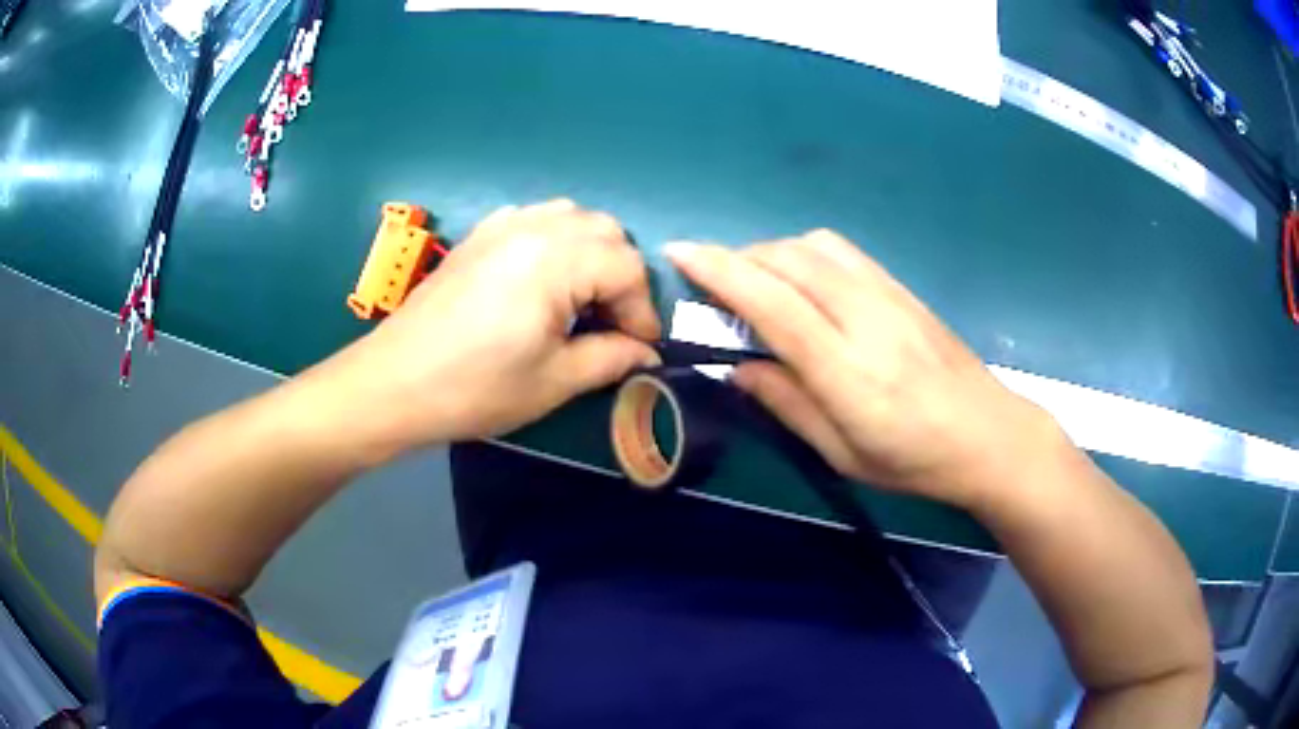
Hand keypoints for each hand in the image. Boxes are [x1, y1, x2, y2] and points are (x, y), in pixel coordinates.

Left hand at [325, 199, 661, 451]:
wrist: (395, 383)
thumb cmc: (475, 387)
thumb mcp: (554, 381)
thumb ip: (612, 358)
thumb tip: (647, 354)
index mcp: (556, 260)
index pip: (627, 268)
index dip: (642, 311)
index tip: (640, 349)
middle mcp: (534, 227)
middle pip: (606, 232)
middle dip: (622, 277)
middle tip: (613, 324)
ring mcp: (502, 225)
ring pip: (573, 218)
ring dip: (593, 254)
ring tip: (584, 300)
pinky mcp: (480, 235)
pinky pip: (537, 219)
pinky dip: (557, 241)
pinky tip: (545, 278)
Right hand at [665, 231, 1056, 508]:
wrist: (989, 435)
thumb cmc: (914, 461)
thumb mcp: (842, 453)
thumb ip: (787, 403)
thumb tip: (737, 366)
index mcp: (847, 371)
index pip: (773, 303)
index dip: (720, 272)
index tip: (678, 252)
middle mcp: (866, 319)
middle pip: (789, 260)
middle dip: (738, 258)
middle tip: (711, 282)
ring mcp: (889, 296)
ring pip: (814, 245)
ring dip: (771, 252)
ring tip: (756, 281)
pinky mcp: (902, 288)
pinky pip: (842, 251)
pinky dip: (805, 252)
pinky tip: (801, 280)